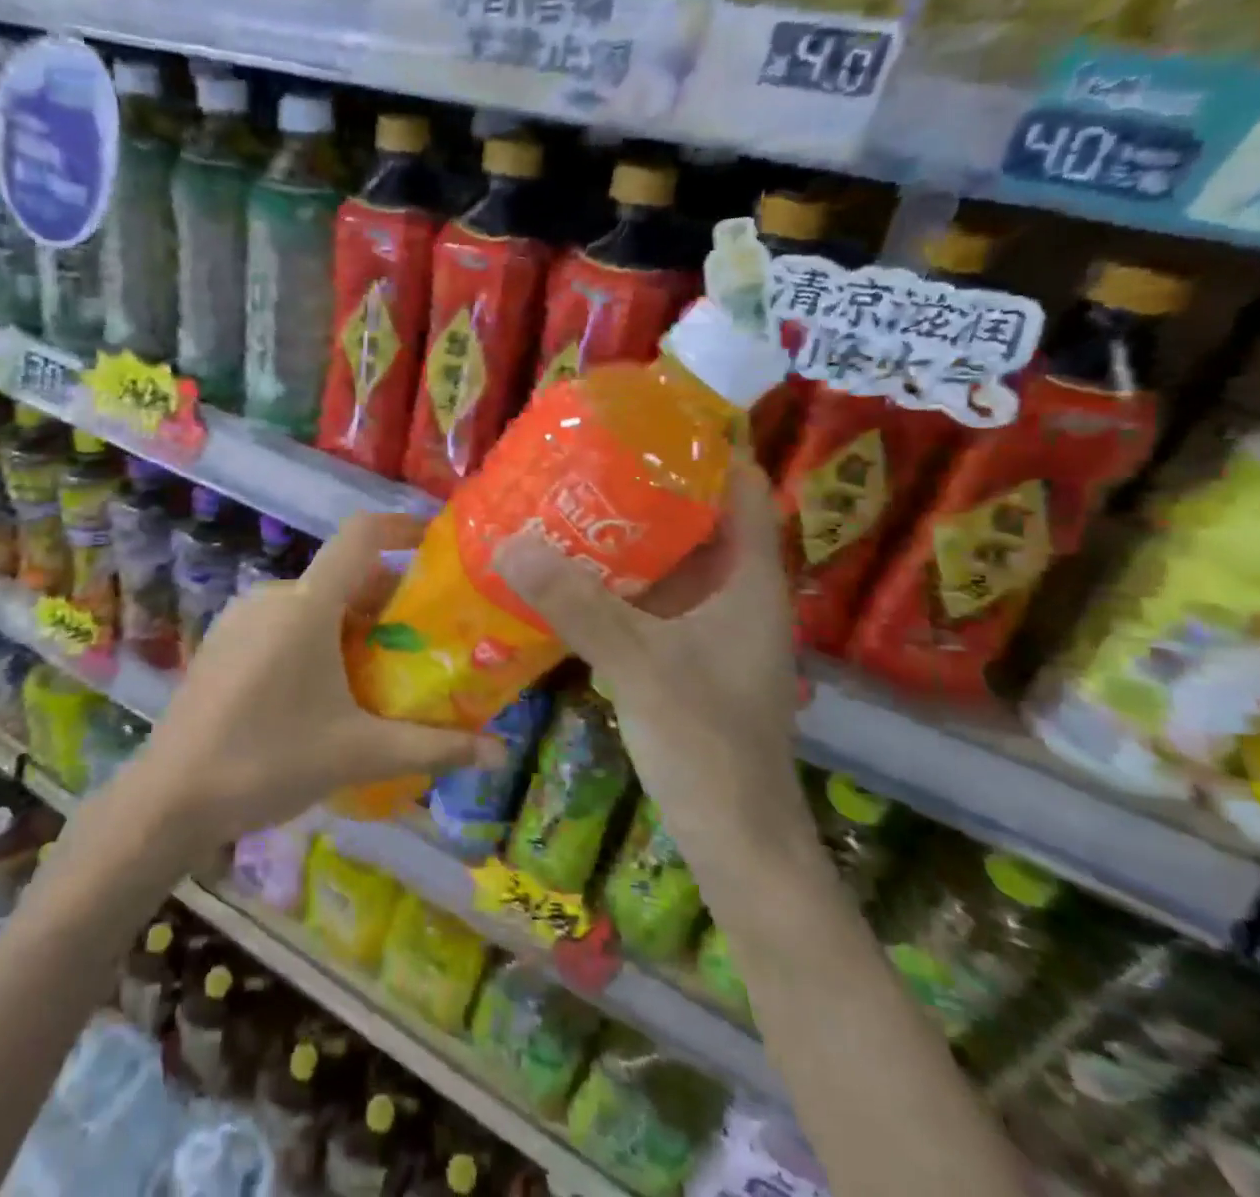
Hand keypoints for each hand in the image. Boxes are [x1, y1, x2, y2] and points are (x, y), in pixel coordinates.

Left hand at [127, 513, 503, 847]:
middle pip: (343, 577)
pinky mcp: (222, 640)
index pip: (360, 536)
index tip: (434, 542)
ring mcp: (241, 616)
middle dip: (387, 602)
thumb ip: (433, 747)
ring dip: (351, 624)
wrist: (171, 796)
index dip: (400, 527)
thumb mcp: (359, 753)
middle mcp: (273, 595)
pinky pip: (283, 621)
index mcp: (308, 604)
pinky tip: (324, 689)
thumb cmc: (270, 761)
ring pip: (313, 602)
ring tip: (378, 673)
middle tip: (421, 644)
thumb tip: (498, 753)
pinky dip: (316, 637)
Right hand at [492, 457, 801, 848]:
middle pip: (694, 518)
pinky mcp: (681, 655)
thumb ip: (577, 604)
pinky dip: (611, 581)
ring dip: (621, 534)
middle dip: (642, 485)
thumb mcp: (640, 665)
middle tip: (581, 456)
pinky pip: (645, 600)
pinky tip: (563, 573)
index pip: (741, 487)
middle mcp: (733, 594)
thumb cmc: (709, 745)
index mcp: (749, 581)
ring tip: (563, 501)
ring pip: (666, 561)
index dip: (705, 446)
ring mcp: (707, 628)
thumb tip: (511, 540)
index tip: (646, 418)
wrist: (736, 842)